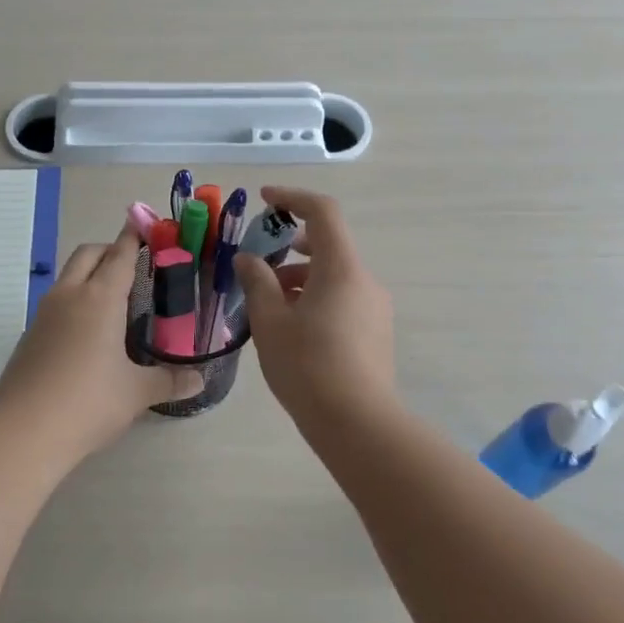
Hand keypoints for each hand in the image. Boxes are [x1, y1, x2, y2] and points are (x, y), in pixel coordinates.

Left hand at [0, 224, 201, 458]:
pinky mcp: (29, 336)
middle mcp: (69, 296)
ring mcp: (43, 314)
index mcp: (99, 299)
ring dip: (90, 275)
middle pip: (88, 254)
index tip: (146, 225)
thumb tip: (198, 380)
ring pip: (68, 277)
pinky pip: (56, 304)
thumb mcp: (136, 393)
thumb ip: (169, 381)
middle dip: (110, 250)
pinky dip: (75, 302)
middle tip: (135, 266)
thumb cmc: (88, 402)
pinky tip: (88, 334)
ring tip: (115, 302)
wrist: (23, 431)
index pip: (120, 255)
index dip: (134, 238)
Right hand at [233, 186, 396, 423]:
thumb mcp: (270, 321)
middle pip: (329, 246)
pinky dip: (315, 298)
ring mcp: (374, 308)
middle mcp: (364, 281)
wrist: (357, 424)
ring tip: (267, 306)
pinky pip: (342, 299)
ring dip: (300, 278)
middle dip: (290, 247)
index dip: (293, 198)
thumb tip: (248, 259)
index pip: (323, 213)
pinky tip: (291, 329)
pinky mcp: (375, 333)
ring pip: (334, 276)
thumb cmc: (307, 366)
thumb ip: (257, 282)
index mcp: (341, 269)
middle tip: (258, 264)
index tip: (264, 200)